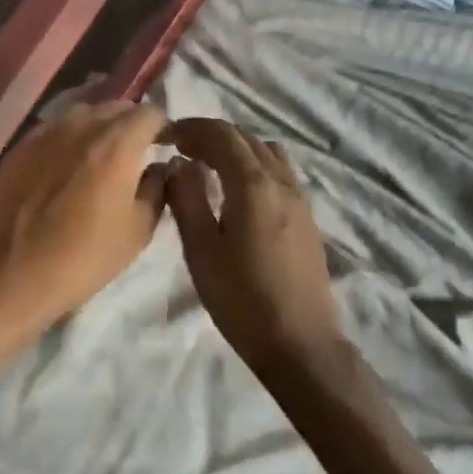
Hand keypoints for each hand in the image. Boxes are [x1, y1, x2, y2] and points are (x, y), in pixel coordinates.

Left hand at [0, 101, 168, 344]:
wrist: (13, 273)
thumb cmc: (85, 256)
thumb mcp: (138, 230)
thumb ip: (157, 188)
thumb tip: (159, 167)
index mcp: (117, 143)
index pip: (150, 113)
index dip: (163, 127)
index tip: (166, 145)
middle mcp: (82, 125)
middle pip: (116, 107)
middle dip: (131, 124)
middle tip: (135, 152)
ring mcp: (47, 131)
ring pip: (84, 113)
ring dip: (99, 127)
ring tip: (100, 156)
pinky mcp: (22, 145)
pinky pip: (55, 129)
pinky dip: (69, 138)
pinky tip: (66, 165)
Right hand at [165, 118, 346, 380]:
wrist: (301, 345)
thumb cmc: (242, 299)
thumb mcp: (201, 250)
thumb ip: (187, 198)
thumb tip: (177, 162)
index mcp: (253, 184)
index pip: (222, 134)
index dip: (191, 128)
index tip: (166, 136)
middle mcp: (280, 181)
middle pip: (244, 137)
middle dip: (210, 135)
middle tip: (180, 148)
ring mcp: (299, 198)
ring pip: (265, 151)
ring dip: (235, 146)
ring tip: (208, 164)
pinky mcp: (307, 217)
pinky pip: (279, 170)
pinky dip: (254, 163)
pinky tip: (238, 189)